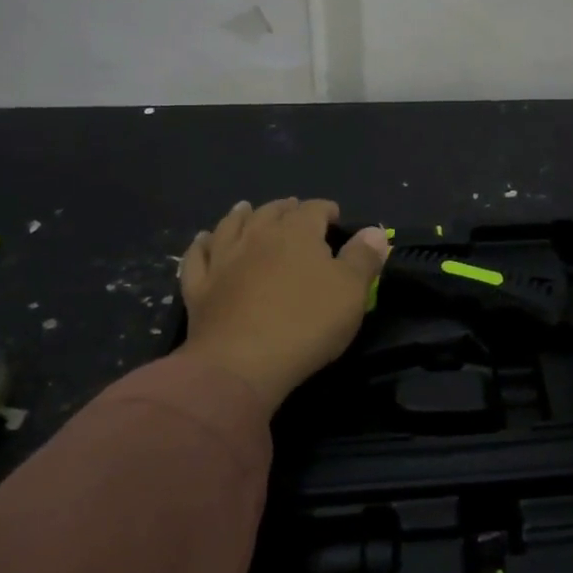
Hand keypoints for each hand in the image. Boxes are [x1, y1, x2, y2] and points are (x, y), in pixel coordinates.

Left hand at [179, 199, 389, 408]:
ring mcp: (223, 260)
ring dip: (241, 215)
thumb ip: (364, 257)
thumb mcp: (351, 291)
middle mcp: (257, 236)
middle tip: (294, 209)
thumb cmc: (306, 323)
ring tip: (246, 208)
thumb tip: (374, 231)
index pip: (314, 209)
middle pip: (271, 212)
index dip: (326, 210)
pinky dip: (201, 244)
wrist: (241, 364)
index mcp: (297, 233)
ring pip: (231, 226)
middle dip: (285, 209)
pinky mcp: (199, 288)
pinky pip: (198, 257)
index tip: (335, 217)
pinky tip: (203, 239)